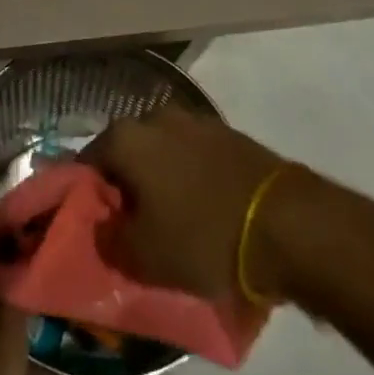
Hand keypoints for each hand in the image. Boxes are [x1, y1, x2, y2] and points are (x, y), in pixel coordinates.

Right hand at [83, 108, 290, 300]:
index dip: (88, 196)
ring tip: (174, 220)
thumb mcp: (143, 257)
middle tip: (135, 225)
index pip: (88, 162)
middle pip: (127, 152)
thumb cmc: (202, 236)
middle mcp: (154, 117)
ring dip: (161, 179)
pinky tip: (204, 208)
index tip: (99, 226)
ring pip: (162, 152)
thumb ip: (108, 239)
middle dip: (127, 185)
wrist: (285, 222)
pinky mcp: (227, 133)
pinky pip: (194, 156)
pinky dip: (192, 177)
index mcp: (125, 137)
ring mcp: (194, 120)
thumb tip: (101, 225)